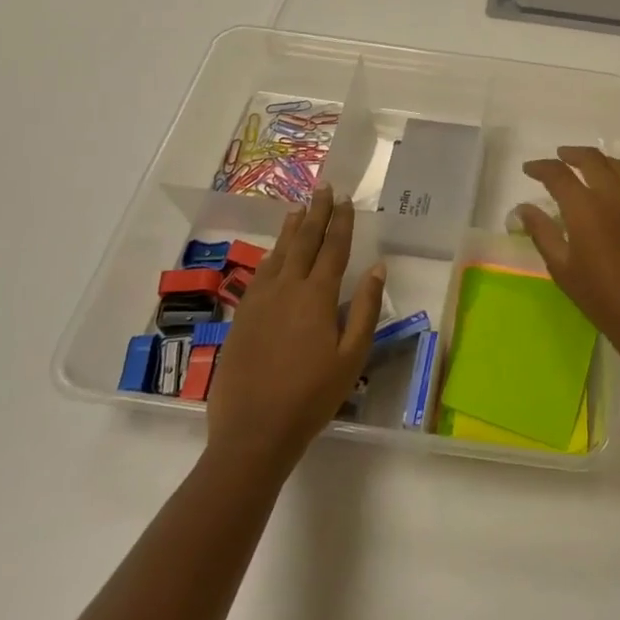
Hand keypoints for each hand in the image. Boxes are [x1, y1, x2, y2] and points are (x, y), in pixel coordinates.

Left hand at [206, 187, 385, 467]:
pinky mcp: (242, 317)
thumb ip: (365, 309)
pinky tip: (274, 254)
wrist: (253, 431)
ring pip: (278, 254)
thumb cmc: (312, 396)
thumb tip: (377, 268)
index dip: (341, 222)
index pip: (333, 248)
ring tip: (298, 209)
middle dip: (315, 213)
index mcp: (317, 296)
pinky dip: (271, 255)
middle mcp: (286, 288)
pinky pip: (260, 273)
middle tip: (322, 188)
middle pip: (303, 241)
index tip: (345, 199)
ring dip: (291, 229)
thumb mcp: (351, 356)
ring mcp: (259, 301)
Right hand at [517, 147, 619, 358]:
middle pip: (591, 159)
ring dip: (596, 160)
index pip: (558, 174)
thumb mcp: (562, 268)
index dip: (541, 167)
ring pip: (617, 165)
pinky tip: (611, 190)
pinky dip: (617, 176)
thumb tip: (524, 208)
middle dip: (570, 154)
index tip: (529, 170)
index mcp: (585, 207)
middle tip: (557, 158)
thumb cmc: (601, 296)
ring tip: (583, 166)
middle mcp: (613, 195)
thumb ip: (542, 232)